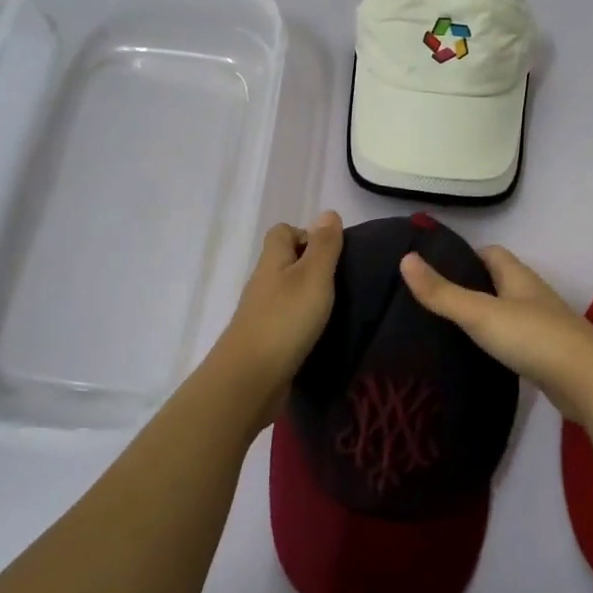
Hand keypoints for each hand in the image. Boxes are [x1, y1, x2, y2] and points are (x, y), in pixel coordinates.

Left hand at [210, 211, 344, 424]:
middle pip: (285, 262)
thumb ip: (324, 245)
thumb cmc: (285, 320)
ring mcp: (262, 314)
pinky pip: (287, 321)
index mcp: (273, 261)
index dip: (306, 235)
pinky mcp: (266, 342)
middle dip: (313, 267)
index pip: (282, 232)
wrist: (251, 379)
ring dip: (309, 297)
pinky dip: (303, 323)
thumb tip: (328, 213)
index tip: (332, 253)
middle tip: (342, 282)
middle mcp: (264, 283)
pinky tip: (321, 334)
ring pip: (287, 293)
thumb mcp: (313, 276)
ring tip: (337, 309)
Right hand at [399, 244, 592, 424]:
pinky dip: (498, 345)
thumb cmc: (532, 337)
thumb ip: (442, 292)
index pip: (491, 254)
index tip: (435, 268)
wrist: (590, 383)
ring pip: (508, 313)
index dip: (465, 256)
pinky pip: (517, 342)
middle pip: (499, 282)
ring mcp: (544, 327)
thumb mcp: (480, 312)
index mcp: (518, 277)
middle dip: (471, 287)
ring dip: (485, 317)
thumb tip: (405, 259)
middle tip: (434, 301)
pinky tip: (480, 359)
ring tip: (449, 331)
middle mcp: (533, 296)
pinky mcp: (549, 357)